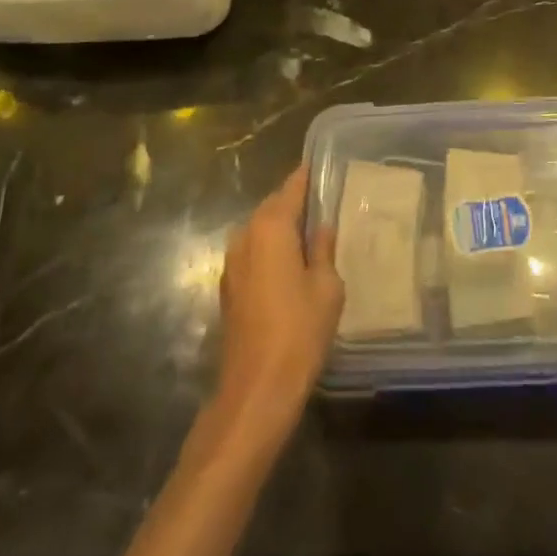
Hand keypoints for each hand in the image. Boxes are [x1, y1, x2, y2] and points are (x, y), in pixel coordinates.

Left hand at [214, 166, 343, 437]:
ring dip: (283, 227)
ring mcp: (233, 262)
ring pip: (262, 229)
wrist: (256, 389)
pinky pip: (254, 251)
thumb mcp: (327, 286)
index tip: (325, 165)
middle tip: (327, 202)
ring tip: (313, 232)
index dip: (308, 175)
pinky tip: (293, 263)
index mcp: (272, 227)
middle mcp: (246, 235)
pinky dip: (272, 249)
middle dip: (296, 202)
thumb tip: (322, 227)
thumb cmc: (299, 331)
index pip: (292, 187)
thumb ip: (324, 249)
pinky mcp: (229, 286)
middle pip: (274, 206)